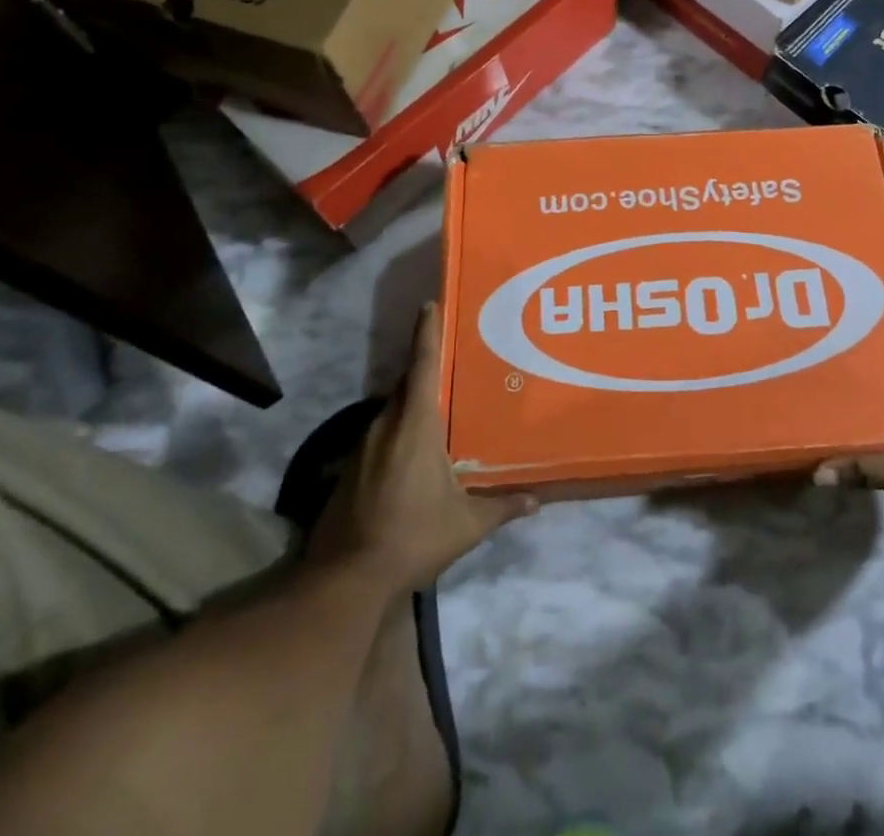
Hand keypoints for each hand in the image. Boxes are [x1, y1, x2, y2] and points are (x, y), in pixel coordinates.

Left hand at [308, 302, 536, 594]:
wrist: (346, 579)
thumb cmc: (413, 537)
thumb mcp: (467, 524)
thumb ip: (502, 506)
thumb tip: (537, 500)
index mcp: (415, 425)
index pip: (422, 366)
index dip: (427, 332)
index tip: (430, 303)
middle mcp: (386, 425)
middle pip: (407, 384)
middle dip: (426, 367)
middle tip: (453, 358)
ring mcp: (363, 446)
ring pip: (392, 409)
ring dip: (413, 402)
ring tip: (440, 404)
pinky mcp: (350, 468)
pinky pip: (380, 433)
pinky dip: (398, 429)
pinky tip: (414, 450)